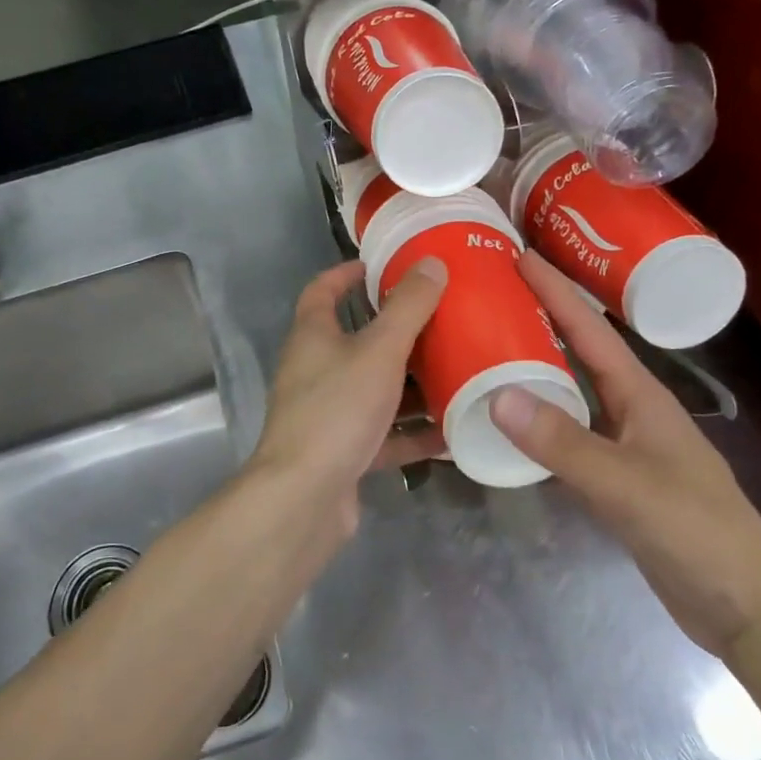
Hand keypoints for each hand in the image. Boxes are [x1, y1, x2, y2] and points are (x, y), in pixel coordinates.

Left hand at [243, 257, 448, 532]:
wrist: (305, 496)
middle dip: (396, 331)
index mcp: (313, 336)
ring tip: (456, 371)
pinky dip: (412, 432)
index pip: (322, 291)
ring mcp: (328, 413)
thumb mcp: (379, 350)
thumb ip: (407, 307)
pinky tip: (451, 432)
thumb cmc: (337, 409)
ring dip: (410, 384)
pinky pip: (384, 434)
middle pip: (356, 341)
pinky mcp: (343, 452)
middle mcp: (314, 370)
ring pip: (374, 389)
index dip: (346, 274)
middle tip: (440, 320)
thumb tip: (431, 263)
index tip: (379, 266)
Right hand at [490, 251, 760, 658]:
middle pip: (579, 351)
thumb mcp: (626, 485)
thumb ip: (563, 443)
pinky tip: (511, 419)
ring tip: (490, 345)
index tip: (517, 255)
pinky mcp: (616, 476)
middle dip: (540, 317)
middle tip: (492, 294)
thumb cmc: (695, 532)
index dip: (555, 290)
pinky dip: (538, 417)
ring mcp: (625, 443)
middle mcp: (631, 408)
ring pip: (571, 390)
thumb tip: (496, 394)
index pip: (590, 330)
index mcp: (641, 394)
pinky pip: (567, 431)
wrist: (744, 604)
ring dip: (535, 365)